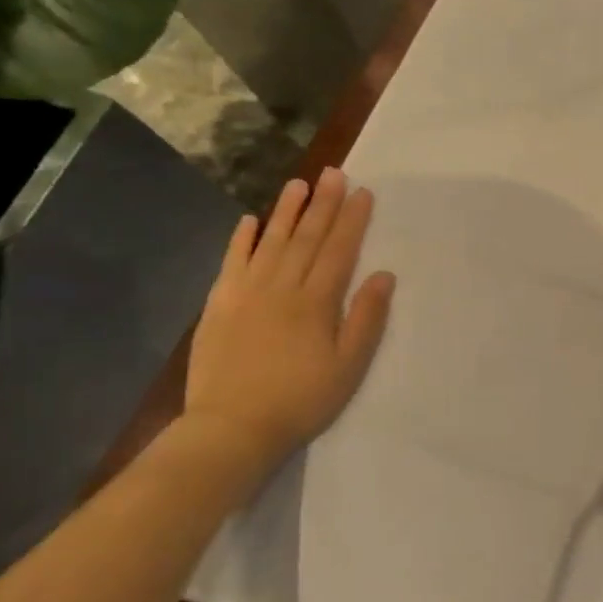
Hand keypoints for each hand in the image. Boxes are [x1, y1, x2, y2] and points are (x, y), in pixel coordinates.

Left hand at [184, 168, 394, 476]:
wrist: (231, 428)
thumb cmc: (301, 400)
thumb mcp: (349, 366)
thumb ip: (366, 319)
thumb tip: (383, 275)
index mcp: (316, 302)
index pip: (339, 250)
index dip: (353, 220)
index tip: (362, 192)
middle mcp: (281, 287)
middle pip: (307, 238)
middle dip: (323, 204)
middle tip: (334, 173)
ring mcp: (246, 293)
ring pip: (271, 242)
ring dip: (286, 212)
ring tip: (298, 184)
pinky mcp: (219, 305)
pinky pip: (232, 262)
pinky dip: (241, 240)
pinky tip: (250, 221)